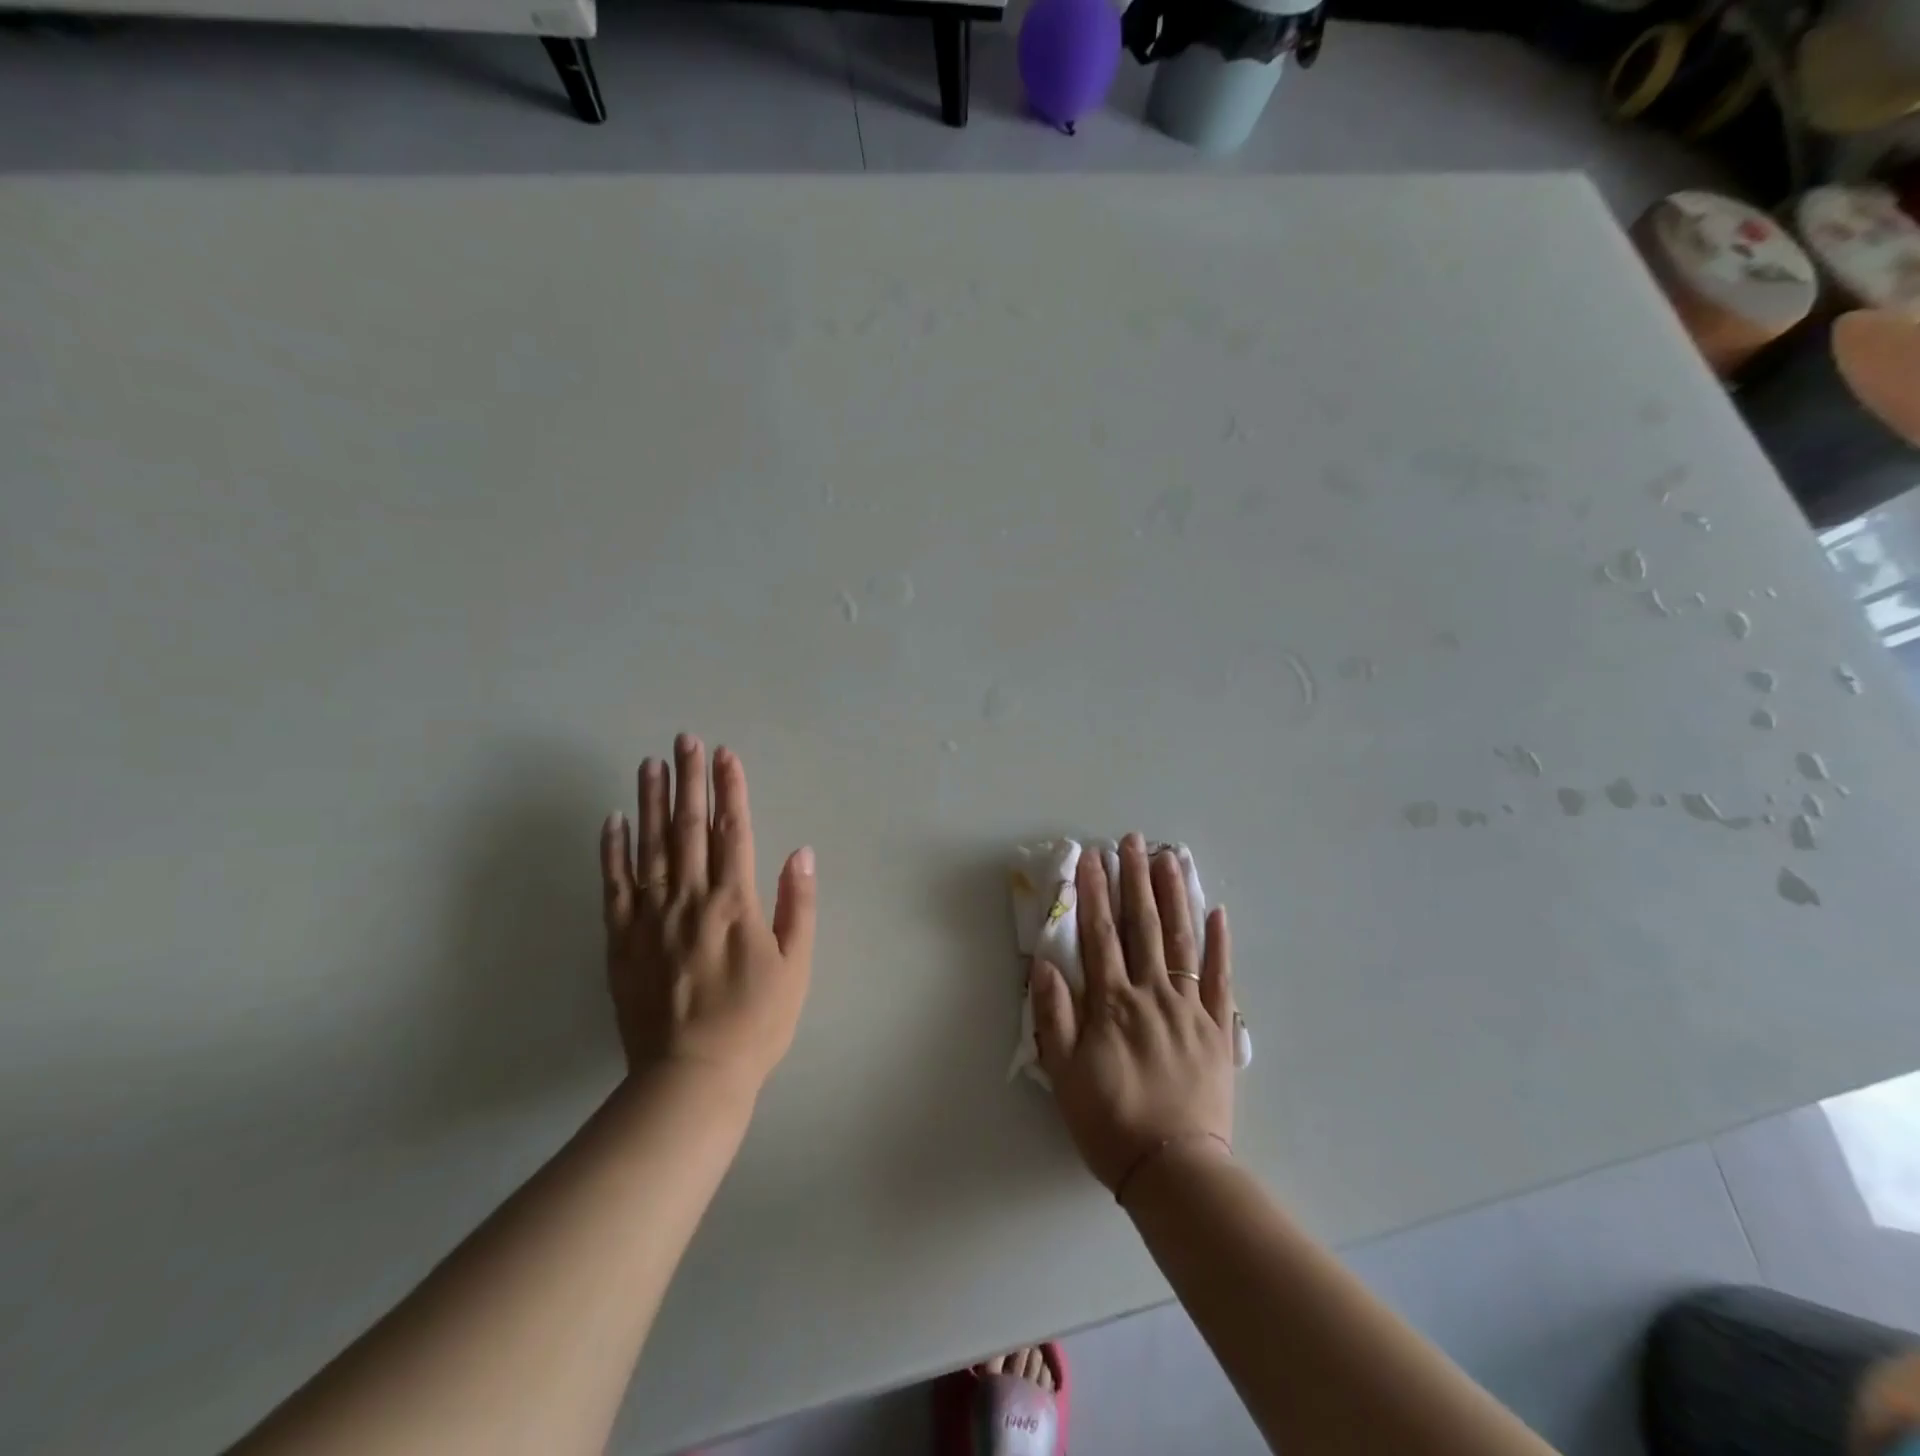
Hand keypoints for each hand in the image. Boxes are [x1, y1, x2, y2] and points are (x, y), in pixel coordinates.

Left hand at [600, 734, 816, 1098]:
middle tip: (684, 740)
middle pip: (689, 828)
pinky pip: (614, 887)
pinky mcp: (621, 942)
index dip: (730, 789)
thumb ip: (799, 906)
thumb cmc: (756, 1023)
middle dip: (689, 780)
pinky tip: (613, 820)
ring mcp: (650, 919)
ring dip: (652, 801)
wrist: (692, 1078)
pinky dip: (612, 850)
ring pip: (650, 847)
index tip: (725, 754)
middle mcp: (690, 900)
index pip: (734, 831)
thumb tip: (802, 852)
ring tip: (650, 763)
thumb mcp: (796, 967)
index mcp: (735, 903)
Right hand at [1031, 834, 1235, 1196]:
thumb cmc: (1109, 1122)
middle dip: (1134, 879)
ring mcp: (1189, 1008)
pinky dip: (1219, 943)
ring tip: (1169, 858)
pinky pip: (1220, 978)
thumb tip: (1044, 963)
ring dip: (1174, 896)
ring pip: (1180, 940)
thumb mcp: (1064, 1074)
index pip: (1099, 935)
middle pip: (1141, 926)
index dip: (1093, 893)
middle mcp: (1151, 994)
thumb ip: (1053, 1016)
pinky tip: (1217, 911)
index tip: (1091, 858)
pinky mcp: (1218, 1028)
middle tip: (1132, 841)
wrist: (1174, 1170)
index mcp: (1111, 1004)